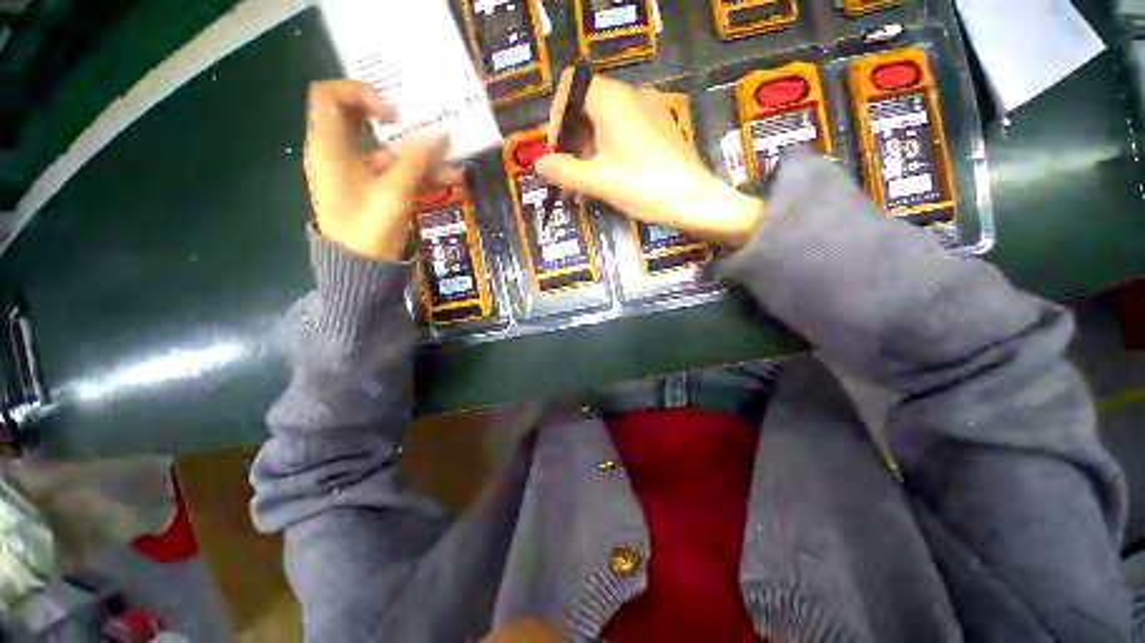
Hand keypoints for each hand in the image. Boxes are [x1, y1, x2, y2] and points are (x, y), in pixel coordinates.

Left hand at [304, 80, 451, 260]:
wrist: (361, 271)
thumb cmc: (368, 233)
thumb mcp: (393, 196)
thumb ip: (417, 163)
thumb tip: (443, 134)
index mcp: (329, 149)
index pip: (329, 96)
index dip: (359, 93)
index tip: (392, 114)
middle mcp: (339, 154)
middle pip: (362, 119)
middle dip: (398, 120)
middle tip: (427, 123)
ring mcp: (357, 172)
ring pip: (386, 148)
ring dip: (418, 152)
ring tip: (452, 159)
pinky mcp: (372, 188)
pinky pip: (395, 171)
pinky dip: (419, 172)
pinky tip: (448, 178)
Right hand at [536, 70, 764, 246]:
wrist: (694, 201)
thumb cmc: (644, 186)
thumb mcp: (598, 181)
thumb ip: (564, 171)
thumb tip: (540, 164)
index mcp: (612, 100)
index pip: (571, 88)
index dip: (557, 118)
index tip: (556, 152)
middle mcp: (631, 97)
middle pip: (587, 108)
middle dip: (571, 143)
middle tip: (567, 177)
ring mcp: (648, 112)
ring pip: (605, 124)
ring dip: (588, 153)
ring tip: (583, 188)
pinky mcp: (659, 130)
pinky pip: (623, 134)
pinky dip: (607, 153)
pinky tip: (605, 182)